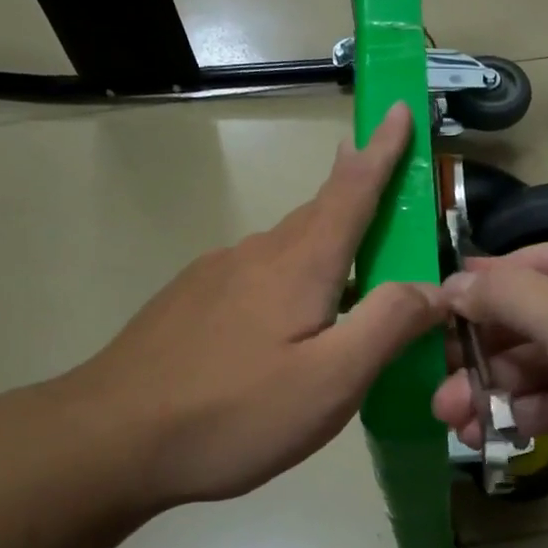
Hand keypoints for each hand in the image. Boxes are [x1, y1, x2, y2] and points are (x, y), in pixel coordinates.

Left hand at [52, 104, 442, 510]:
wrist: (110, 439)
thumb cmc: (234, 412)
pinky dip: (288, 278)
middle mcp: (256, 255)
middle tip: (382, 179)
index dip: (382, 150)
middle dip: (354, 189)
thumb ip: (389, 325)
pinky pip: (255, 276)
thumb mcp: (331, 380)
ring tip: (346, 269)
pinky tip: (283, 320)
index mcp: (299, 264)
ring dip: (323, 243)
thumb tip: (436, 287)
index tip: (399, 108)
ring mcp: (214, 277)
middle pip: (318, 213)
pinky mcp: (189, 303)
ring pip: (285, 248)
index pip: (352, 190)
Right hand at [433, 220, 547, 536]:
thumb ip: (509, 298)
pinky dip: (537, 413)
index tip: (432, 316)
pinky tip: (496, 430)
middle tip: (439, 387)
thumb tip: (452, 283)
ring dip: (503, 390)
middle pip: (542, 319)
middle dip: (488, 353)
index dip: (484, 289)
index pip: (539, 262)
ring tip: (454, 418)